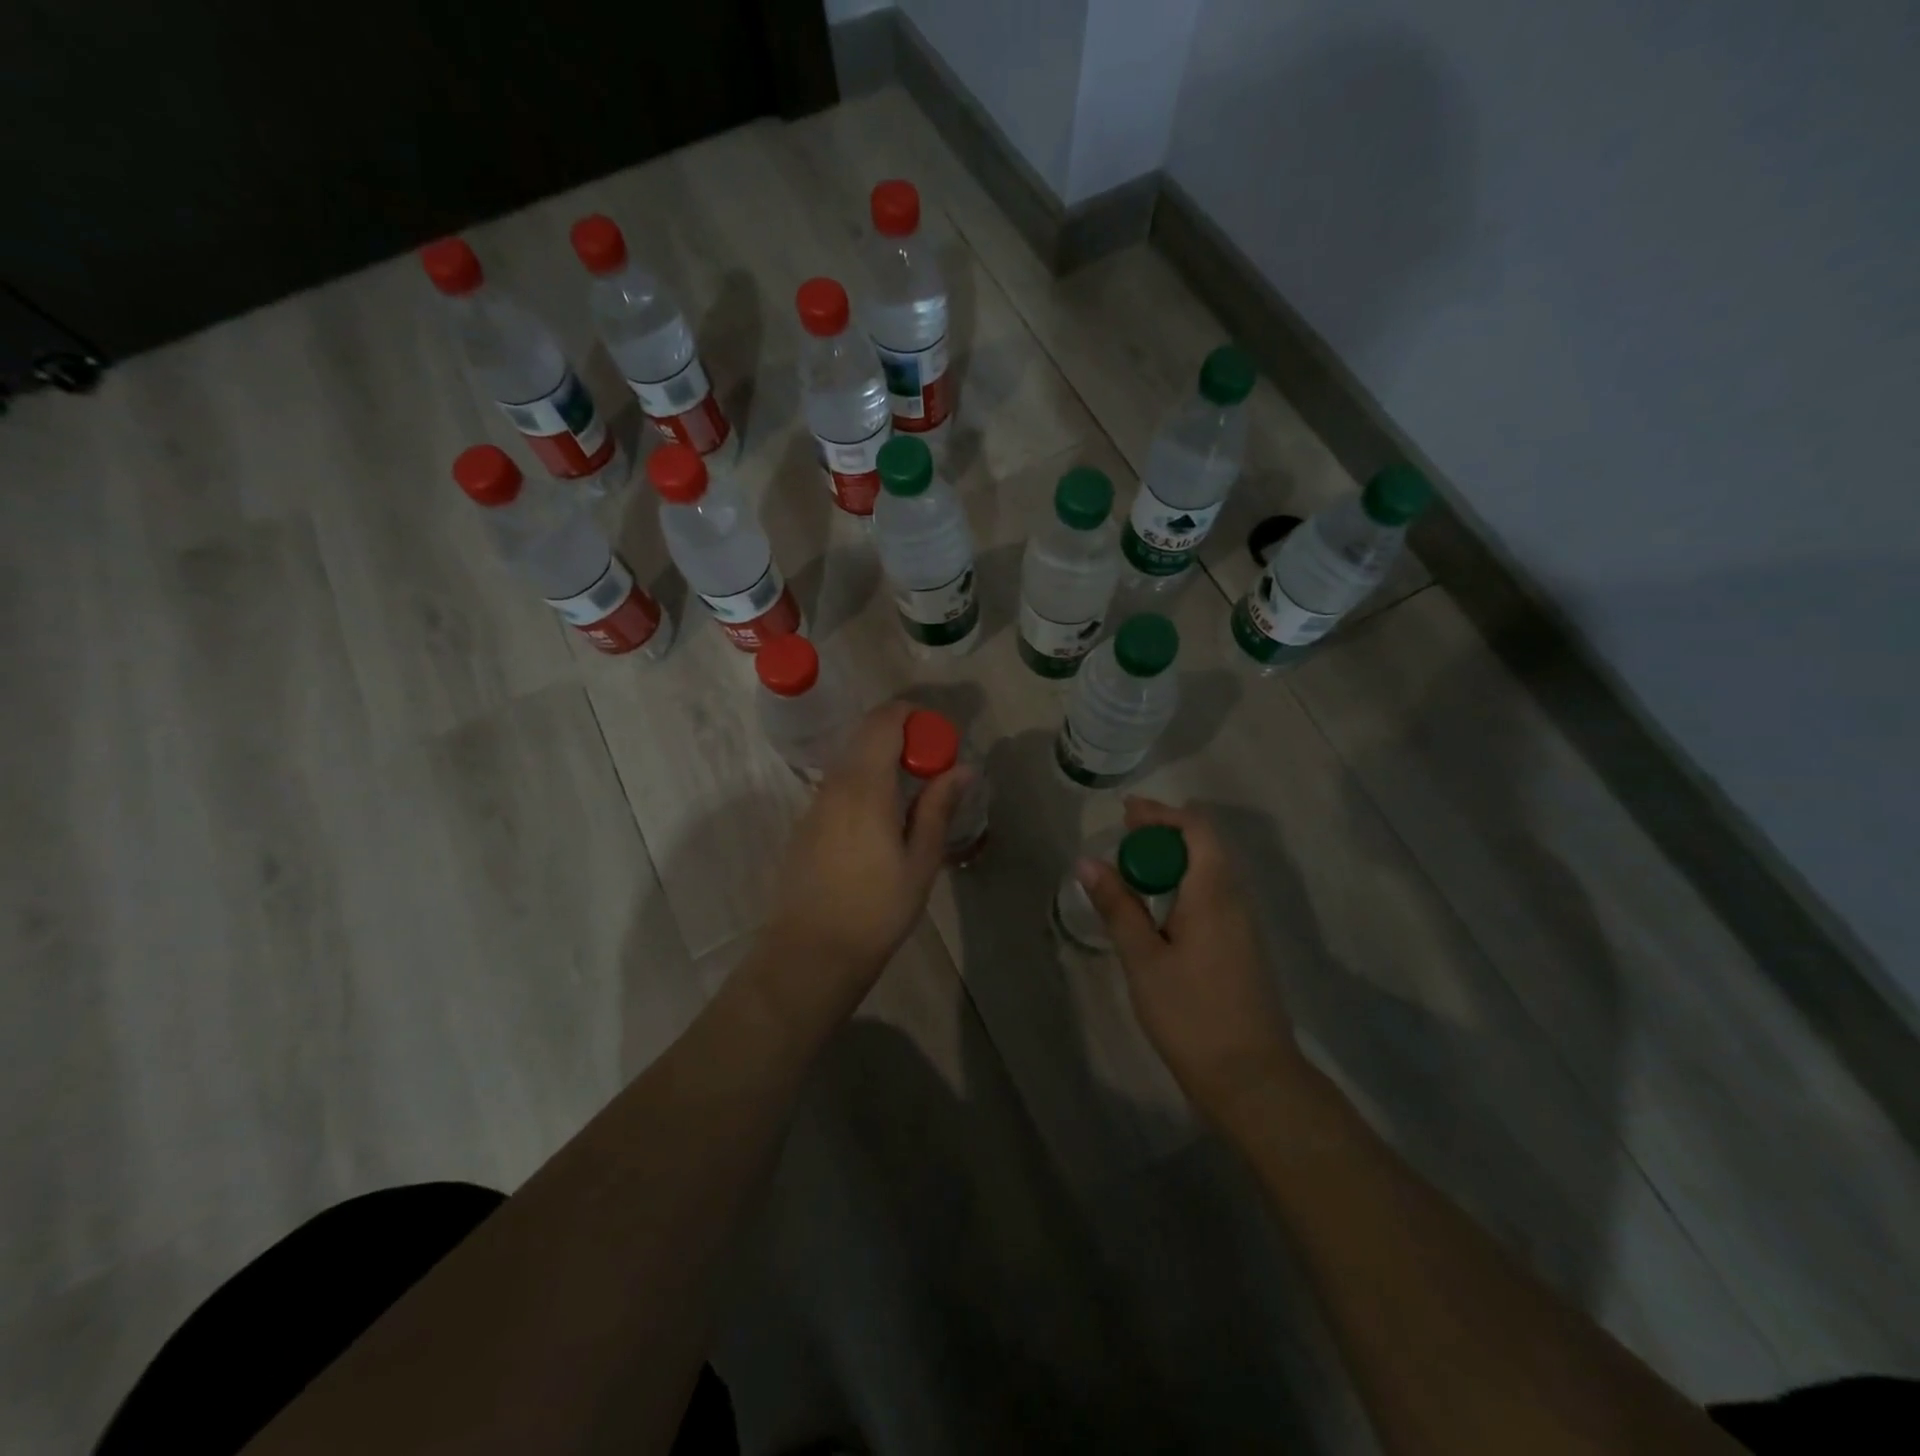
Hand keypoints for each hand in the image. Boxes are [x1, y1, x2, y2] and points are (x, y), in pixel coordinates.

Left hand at [762, 700, 964, 1005]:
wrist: (811, 951)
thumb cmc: (876, 909)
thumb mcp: (920, 861)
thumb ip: (938, 807)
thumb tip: (963, 768)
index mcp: (865, 786)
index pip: (885, 721)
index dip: (914, 717)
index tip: (940, 739)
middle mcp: (835, 783)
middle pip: (866, 734)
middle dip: (902, 735)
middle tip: (933, 765)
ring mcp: (815, 802)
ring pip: (851, 758)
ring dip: (883, 759)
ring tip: (913, 792)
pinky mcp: (806, 822)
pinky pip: (839, 783)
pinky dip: (866, 780)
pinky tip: (883, 816)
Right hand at [1077, 798, 1303, 1116]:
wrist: (1253, 1080)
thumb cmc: (1192, 1016)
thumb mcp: (1144, 960)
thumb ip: (1117, 907)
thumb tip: (1087, 861)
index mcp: (1214, 894)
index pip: (1197, 829)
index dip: (1161, 814)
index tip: (1125, 813)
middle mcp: (1236, 899)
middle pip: (1206, 845)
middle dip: (1165, 833)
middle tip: (1123, 838)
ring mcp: (1244, 924)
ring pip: (1211, 871)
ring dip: (1174, 860)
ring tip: (1134, 869)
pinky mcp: (1243, 946)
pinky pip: (1214, 894)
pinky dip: (1184, 884)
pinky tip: (1159, 907)